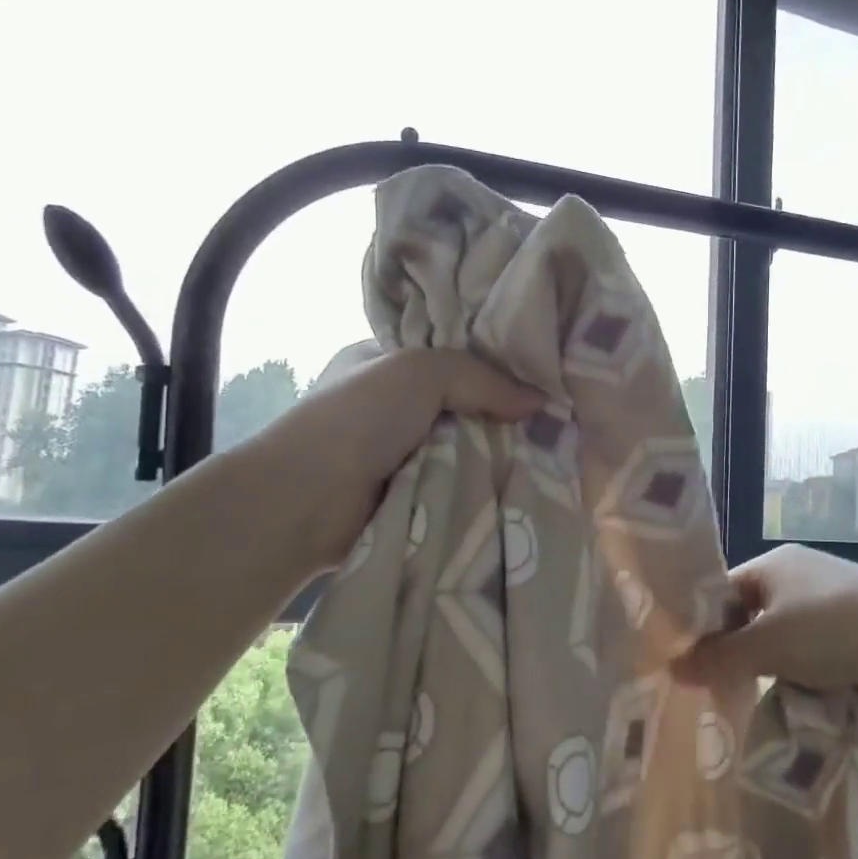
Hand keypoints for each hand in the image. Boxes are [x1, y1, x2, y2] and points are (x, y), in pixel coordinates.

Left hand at [251, 346, 540, 571]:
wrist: (306, 499)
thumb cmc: (358, 417)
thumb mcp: (422, 371)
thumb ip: (483, 378)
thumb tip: (538, 402)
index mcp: (381, 364)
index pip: (447, 358)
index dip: (488, 365)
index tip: (535, 376)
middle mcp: (388, 408)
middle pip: (460, 408)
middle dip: (497, 417)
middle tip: (551, 422)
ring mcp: (395, 455)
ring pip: (462, 450)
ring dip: (492, 457)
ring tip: (548, 457)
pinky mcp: (406, 497)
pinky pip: (455, 487)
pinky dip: (478, 488)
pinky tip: (518, 486)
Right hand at [675, 544, 857, 714]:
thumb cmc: (832, 628)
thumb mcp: (767, 644)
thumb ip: (718, 658)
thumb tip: (672, 668)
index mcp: (774, 565)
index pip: (723, 592)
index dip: (703, 626)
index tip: (687, 664)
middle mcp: (800, 579)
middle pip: (753, 620)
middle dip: (739, 655)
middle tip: (717, 691)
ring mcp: (832, 607)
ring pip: (785, 645)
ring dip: (774, 672)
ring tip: (754, 705)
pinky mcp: (857, 636)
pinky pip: (816, 660)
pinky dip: (805, 681)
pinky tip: (797, 706)